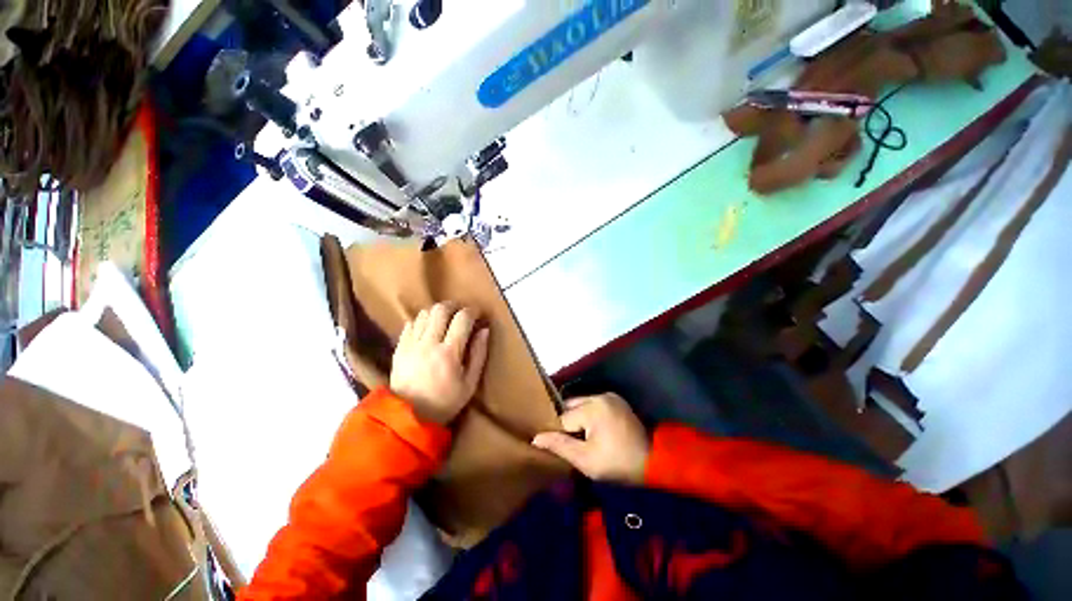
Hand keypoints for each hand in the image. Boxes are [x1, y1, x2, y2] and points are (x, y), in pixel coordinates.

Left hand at [390, 303, 489, 424]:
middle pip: (441, 309)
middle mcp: (429, 343)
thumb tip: (484, 330)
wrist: (409, 418)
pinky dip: (421, 321)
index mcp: (449, 352)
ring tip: (445, 321)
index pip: (462, 318)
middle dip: (454, 306)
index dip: (472, 311)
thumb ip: (479, 354)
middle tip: (461, 313)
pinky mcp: (399, 348)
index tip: (477, 314)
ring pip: (424, 313)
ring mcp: (411, 344)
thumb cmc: (446, 401)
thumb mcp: (470, 383)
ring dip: (437, 312)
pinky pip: (410, 324)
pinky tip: (428, 329)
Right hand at [532, 393, 649, 484]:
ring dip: (578, 419)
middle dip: (568, 424)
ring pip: (582, 405)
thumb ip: (560, 446)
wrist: (654, 461)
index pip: (563, 419)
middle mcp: (600, 396)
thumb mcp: (586, 460)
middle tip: (570, 443)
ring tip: (580, 437)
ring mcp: (610, 396)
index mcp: (592, 407)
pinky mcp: (616, 400)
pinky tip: (592, 431)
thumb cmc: (618, 463)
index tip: (561, 448)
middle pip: (571, 406)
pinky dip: (589, 416)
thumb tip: (536, 438)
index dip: (560, 435)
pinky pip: (594, 405)